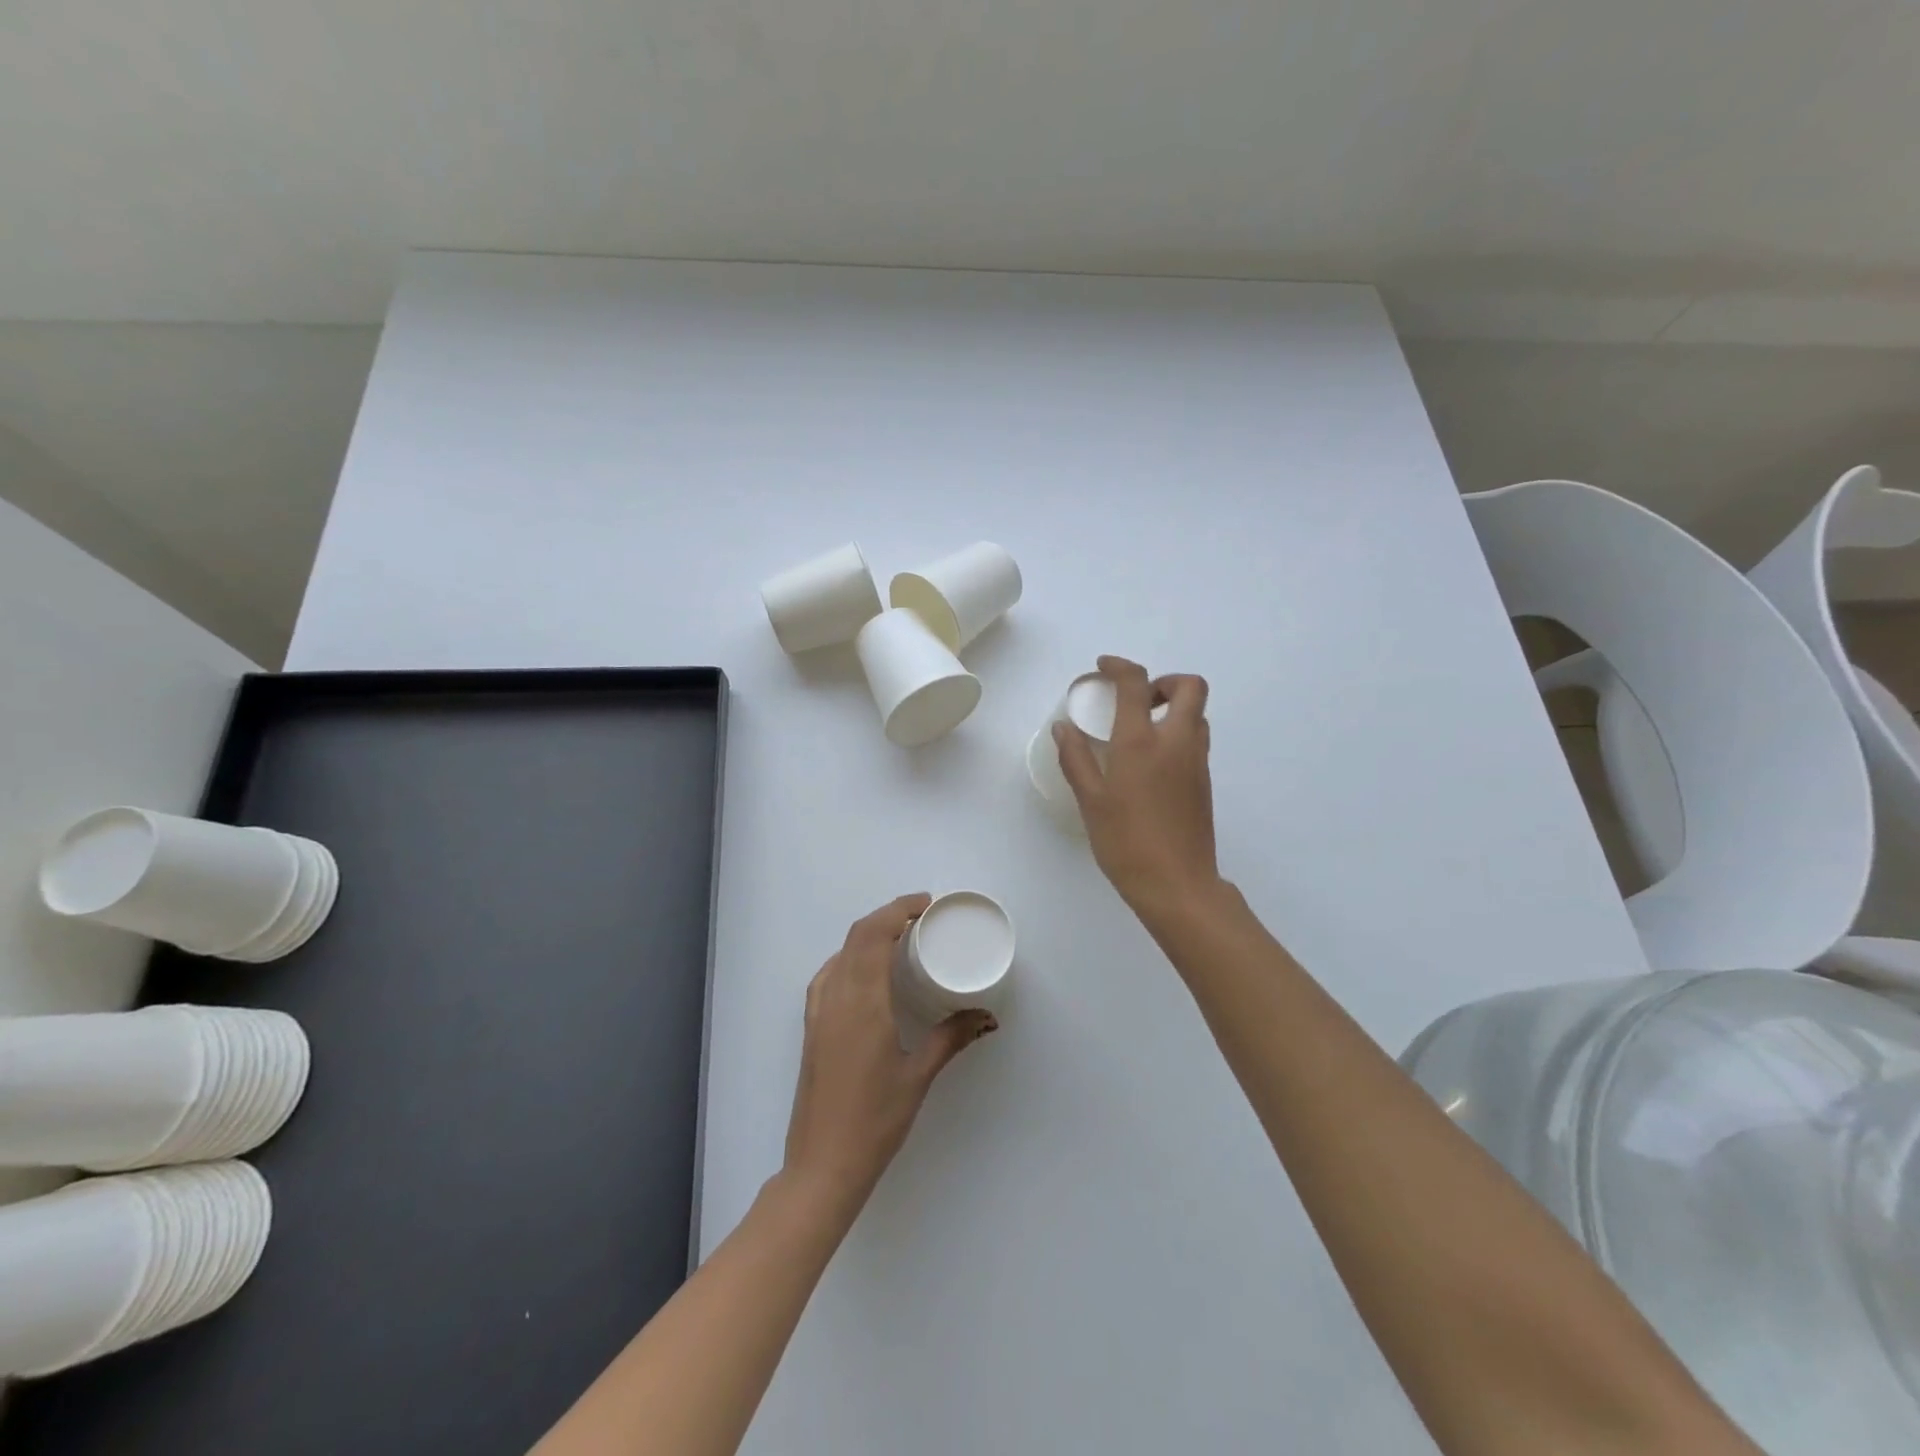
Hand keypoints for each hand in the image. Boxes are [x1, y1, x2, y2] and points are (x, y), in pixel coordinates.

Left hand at [783, 894, 997, 1215]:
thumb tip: (986, 1016)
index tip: (925, 905)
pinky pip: (828, 974)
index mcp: (863, 1002)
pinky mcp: (812, 1027)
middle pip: (856, 936)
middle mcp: (835, 997)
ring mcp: (818, 1012)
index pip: (873, 935)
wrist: (822, 1165)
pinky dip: (849, 957)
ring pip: (840, 953)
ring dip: (866, 935)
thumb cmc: (875, 1121)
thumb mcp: (918, 1076)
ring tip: (898, 939)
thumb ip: (951, 1038)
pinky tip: (866, 973)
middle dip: (886, 916)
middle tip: (920, 918)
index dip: (897, 910)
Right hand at [1054, 656, 1221, 917]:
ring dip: (1174, 708)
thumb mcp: (1090, 800)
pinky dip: (1177, 734)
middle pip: (1190, 687)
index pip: (1137, 683)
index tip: (1104, 667)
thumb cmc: (1126, 842)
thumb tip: (1063, 728)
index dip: (1120, 666)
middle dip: (1164, 681)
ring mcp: (1196, 762)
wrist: (1177, 885)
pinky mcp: (1204, 783)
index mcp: (1141, 742)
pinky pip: (1196, 740)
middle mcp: (1176, 742)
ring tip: (1141, 730)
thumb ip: (1076, 759)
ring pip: (1197, 714)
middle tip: (1138, 700)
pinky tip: (1151, 764)